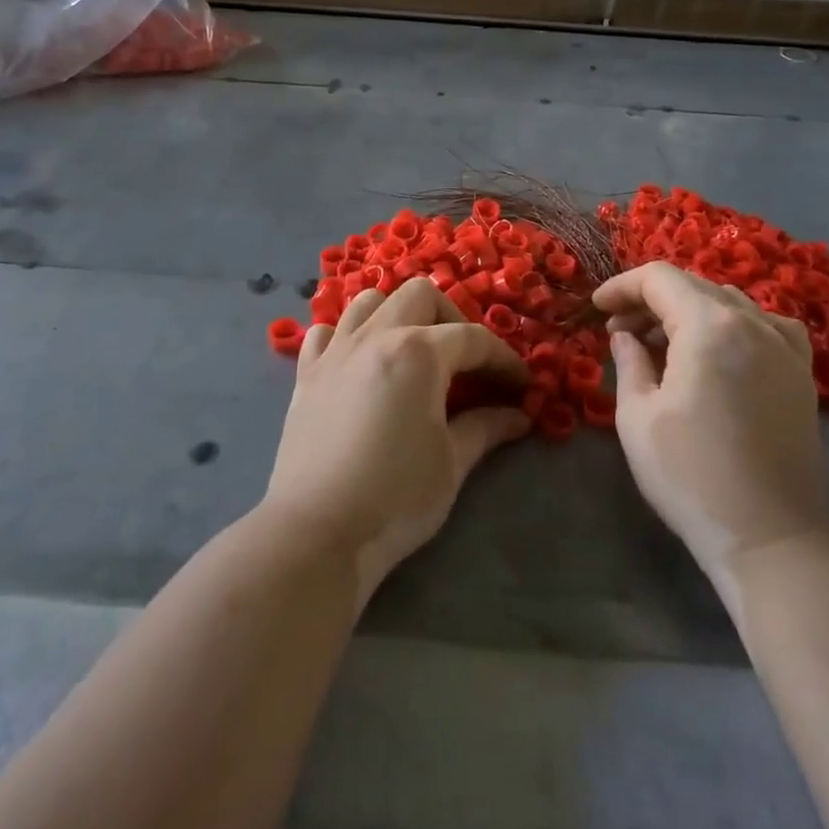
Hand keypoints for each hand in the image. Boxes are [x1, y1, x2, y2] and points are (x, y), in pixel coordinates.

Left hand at [264, 278, 528, 601]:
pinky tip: (359, 362)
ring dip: (398, 314)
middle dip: (452, 319)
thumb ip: (486, 428)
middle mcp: (375, 335)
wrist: (317, 531)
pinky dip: (347, 335)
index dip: (504, 360)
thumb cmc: (396, 497)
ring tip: (413, 351)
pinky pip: (326, 331)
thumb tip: (518, 415)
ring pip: (370, 301)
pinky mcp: (306, 372)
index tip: (522, 386)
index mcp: (419, 352)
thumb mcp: (452, 463)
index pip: (473, 339)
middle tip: (466, 361)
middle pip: (421, 296)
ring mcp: (335, 350)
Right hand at [595, 262, 828, 575]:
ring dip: (689, 310)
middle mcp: (753, 323)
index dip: (622, 286)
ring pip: (728, 302)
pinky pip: (766, 325)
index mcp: (709, 326)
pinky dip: (734, 324)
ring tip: (662, 342)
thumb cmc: (690, 475)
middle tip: (619, 329)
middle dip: (650, 299)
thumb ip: (629, 361)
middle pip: (694, 286)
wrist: (770, 537)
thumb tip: (626, 335)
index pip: (659, 279)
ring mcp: (784, 347)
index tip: (596, 308)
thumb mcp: (637, 415)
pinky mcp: (801, 374)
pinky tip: (721, 350)